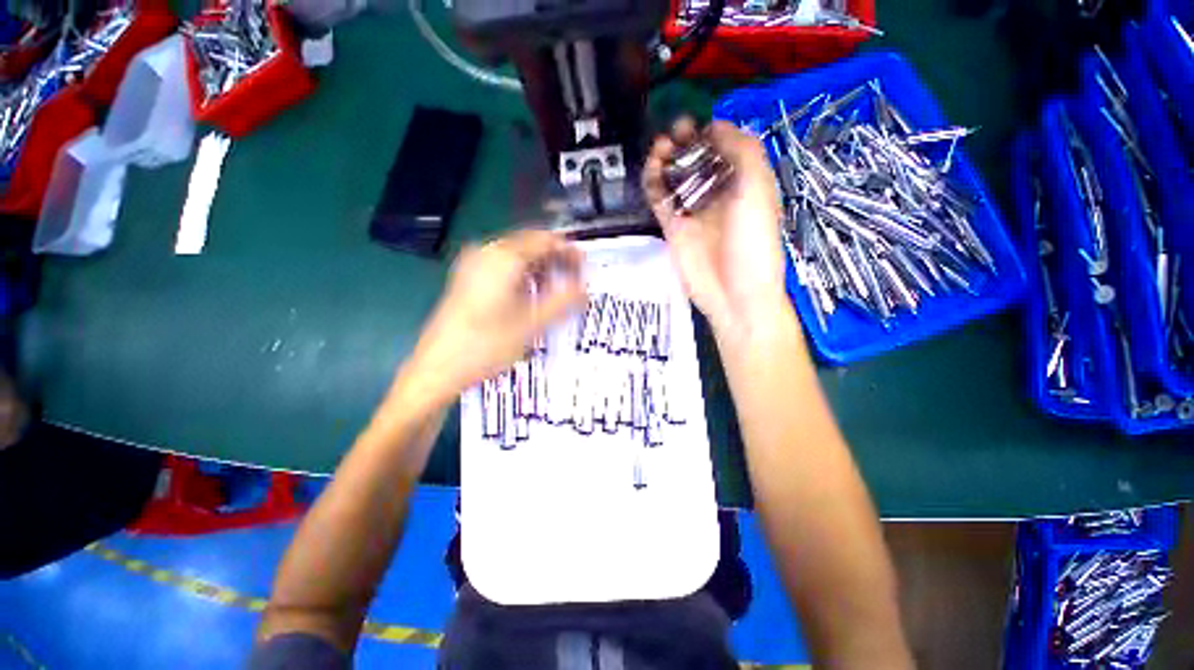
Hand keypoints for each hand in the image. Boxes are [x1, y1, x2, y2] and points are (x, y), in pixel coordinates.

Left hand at [403, 230, 585, 405]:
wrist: (437, 368)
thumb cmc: (486, 345)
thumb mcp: (532, 324)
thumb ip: (563, 302)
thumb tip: (585, 289)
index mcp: (503, 258)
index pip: (545, 240)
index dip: (569, 251)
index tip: (585, 269)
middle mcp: (486, 252)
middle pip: (530, 244)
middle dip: (555, 260)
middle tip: (574, 281)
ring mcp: (473, 264)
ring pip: (517, 255)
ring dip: (540, 268)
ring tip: (555, 291)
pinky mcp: (467, 278)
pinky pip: (503, 266)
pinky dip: (523, 275)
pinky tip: (530, 295)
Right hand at [643, 119, 789, 343]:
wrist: (734, 293)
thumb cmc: (753, 241)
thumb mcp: (758, 190)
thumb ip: (743, 152)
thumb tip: (716, 127)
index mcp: (744, 183)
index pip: (725, 149)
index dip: (712, 132)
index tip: (699, 123)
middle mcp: (718, 195)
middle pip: (697, 161)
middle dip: (686, 142)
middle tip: (675, 132)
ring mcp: (693, 212)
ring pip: (676, 178)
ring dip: (667, 159)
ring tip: (661, 146)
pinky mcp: (673, 227)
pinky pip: (661, 199)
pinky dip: (654, 182)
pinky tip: (652, 168)